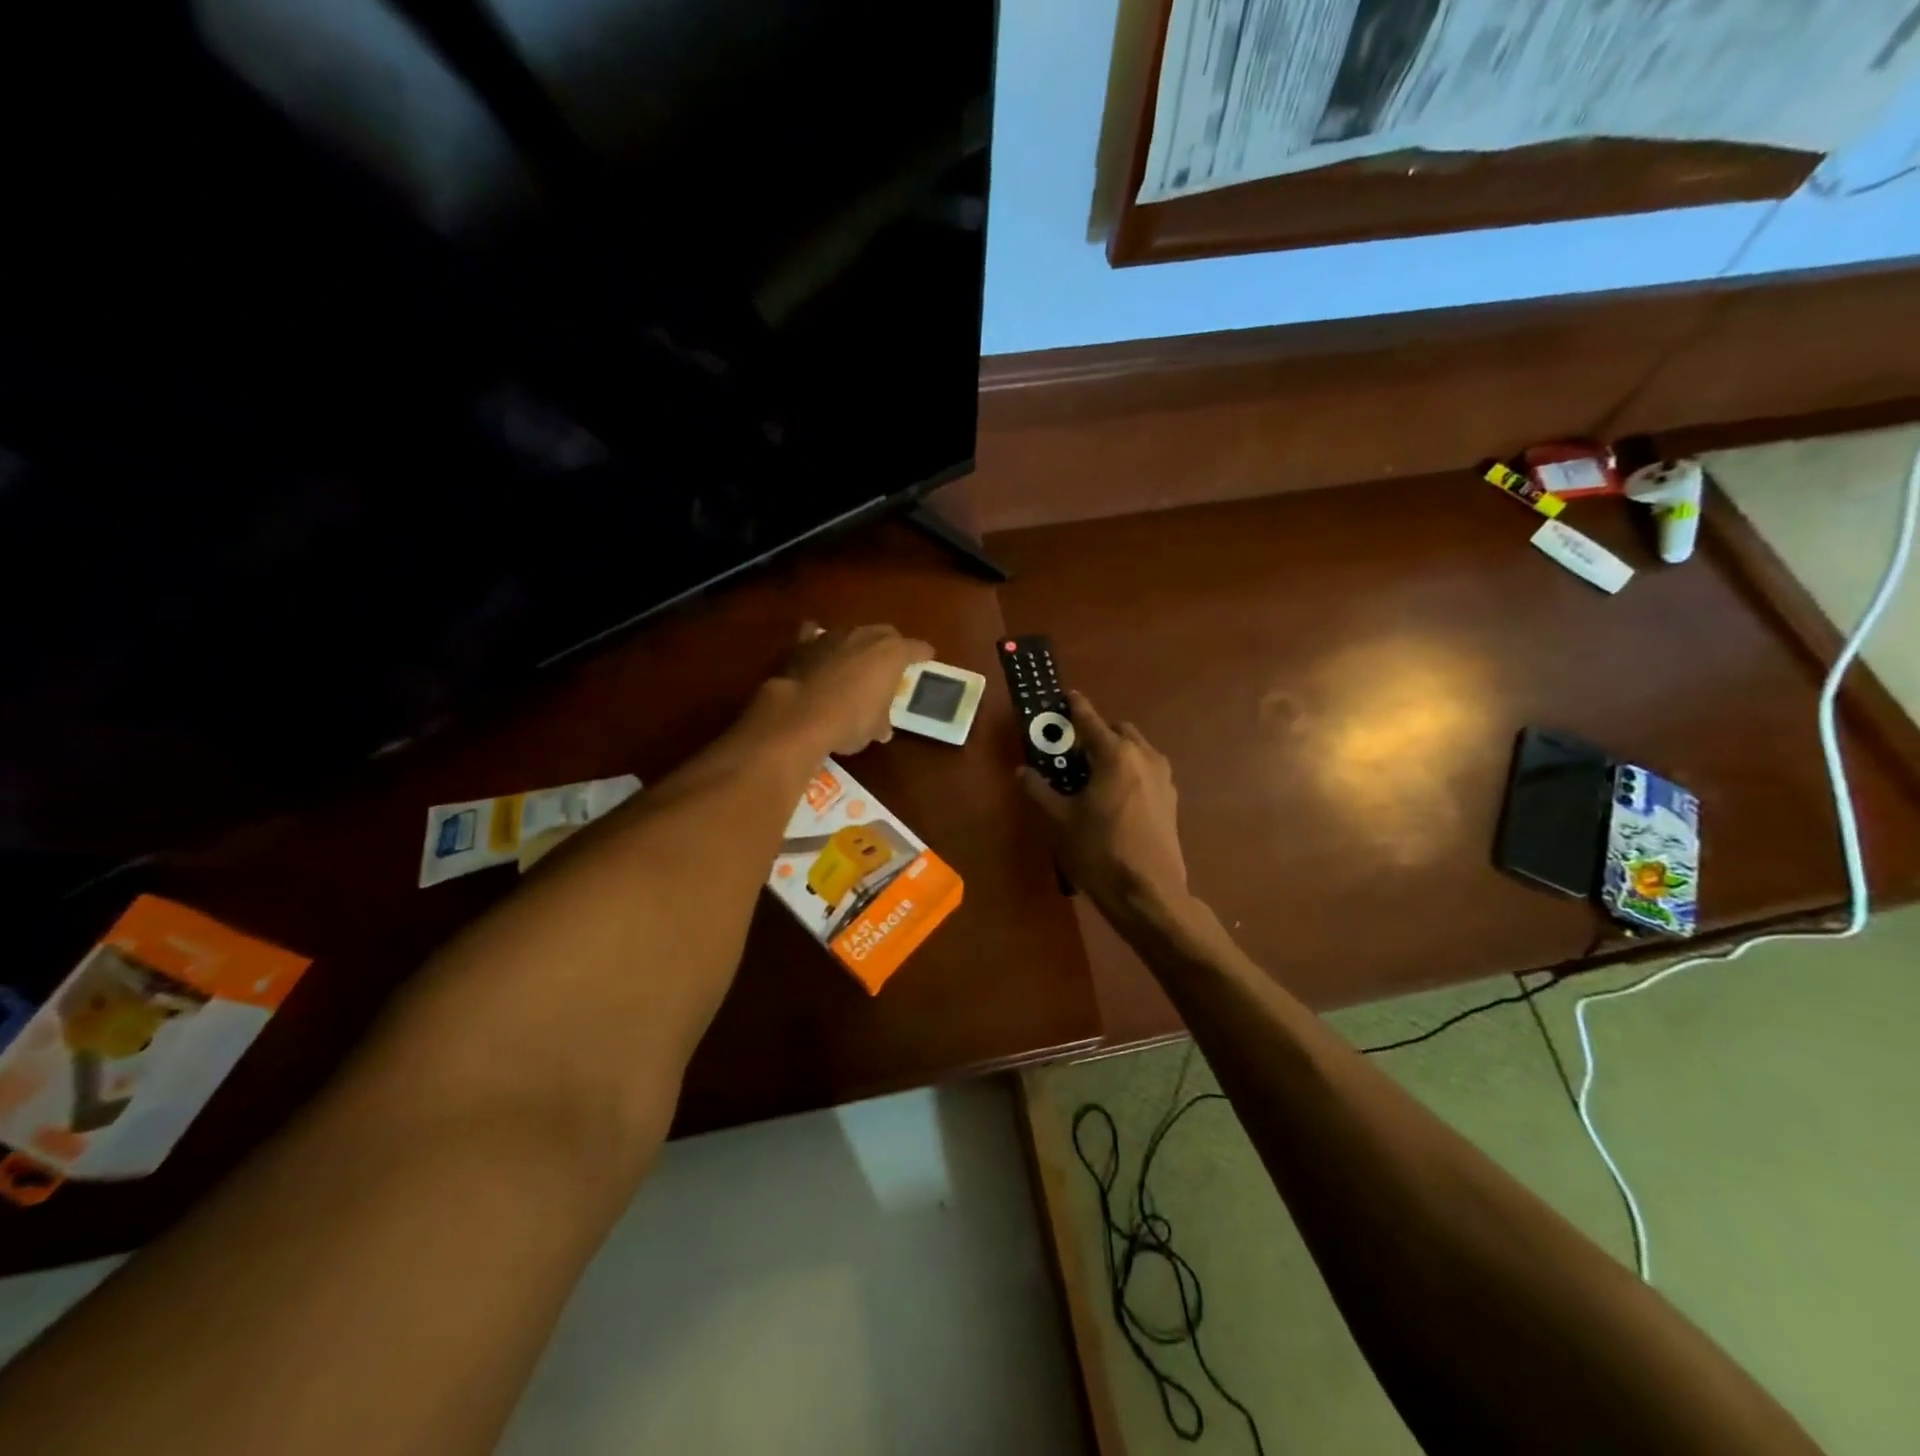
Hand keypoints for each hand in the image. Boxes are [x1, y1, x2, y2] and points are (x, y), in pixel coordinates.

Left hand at [773, 622, 933, 756]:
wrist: (801, 715)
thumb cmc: (851, 720)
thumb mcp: (874, 727)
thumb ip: (881, 721)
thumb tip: (882, 729)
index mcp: (892, 654)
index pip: (916, 648)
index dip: (923, 654)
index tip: (927, 656)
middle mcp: (865, 636)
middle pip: (885, 633)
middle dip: (890, 645)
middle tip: (891, 661)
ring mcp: (833, 636)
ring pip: (852, 633)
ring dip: (857, 645)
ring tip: (856, 661)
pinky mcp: (804, 644)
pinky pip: (815, 636)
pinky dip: (819, 643)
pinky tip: (818, 651)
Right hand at [1018, 691, 1191, 927]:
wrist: (1149, 894)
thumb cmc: (1100, 852)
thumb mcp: (1060, 821)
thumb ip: (1040, 790)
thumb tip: (1022, 772)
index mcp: (1116, 755)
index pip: (1090, 720)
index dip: (1075, 707)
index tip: (1065, 696)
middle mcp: (1144, 757)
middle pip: (1119, 731)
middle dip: (1097, 732)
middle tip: (1073, 750)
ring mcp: (1163, 778)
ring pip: (1137, 750)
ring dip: (1116, 751)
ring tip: (1093, 773)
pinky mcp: (1171, 799)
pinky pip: (1147, 770)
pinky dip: (1130, 770)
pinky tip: (1114, 795)